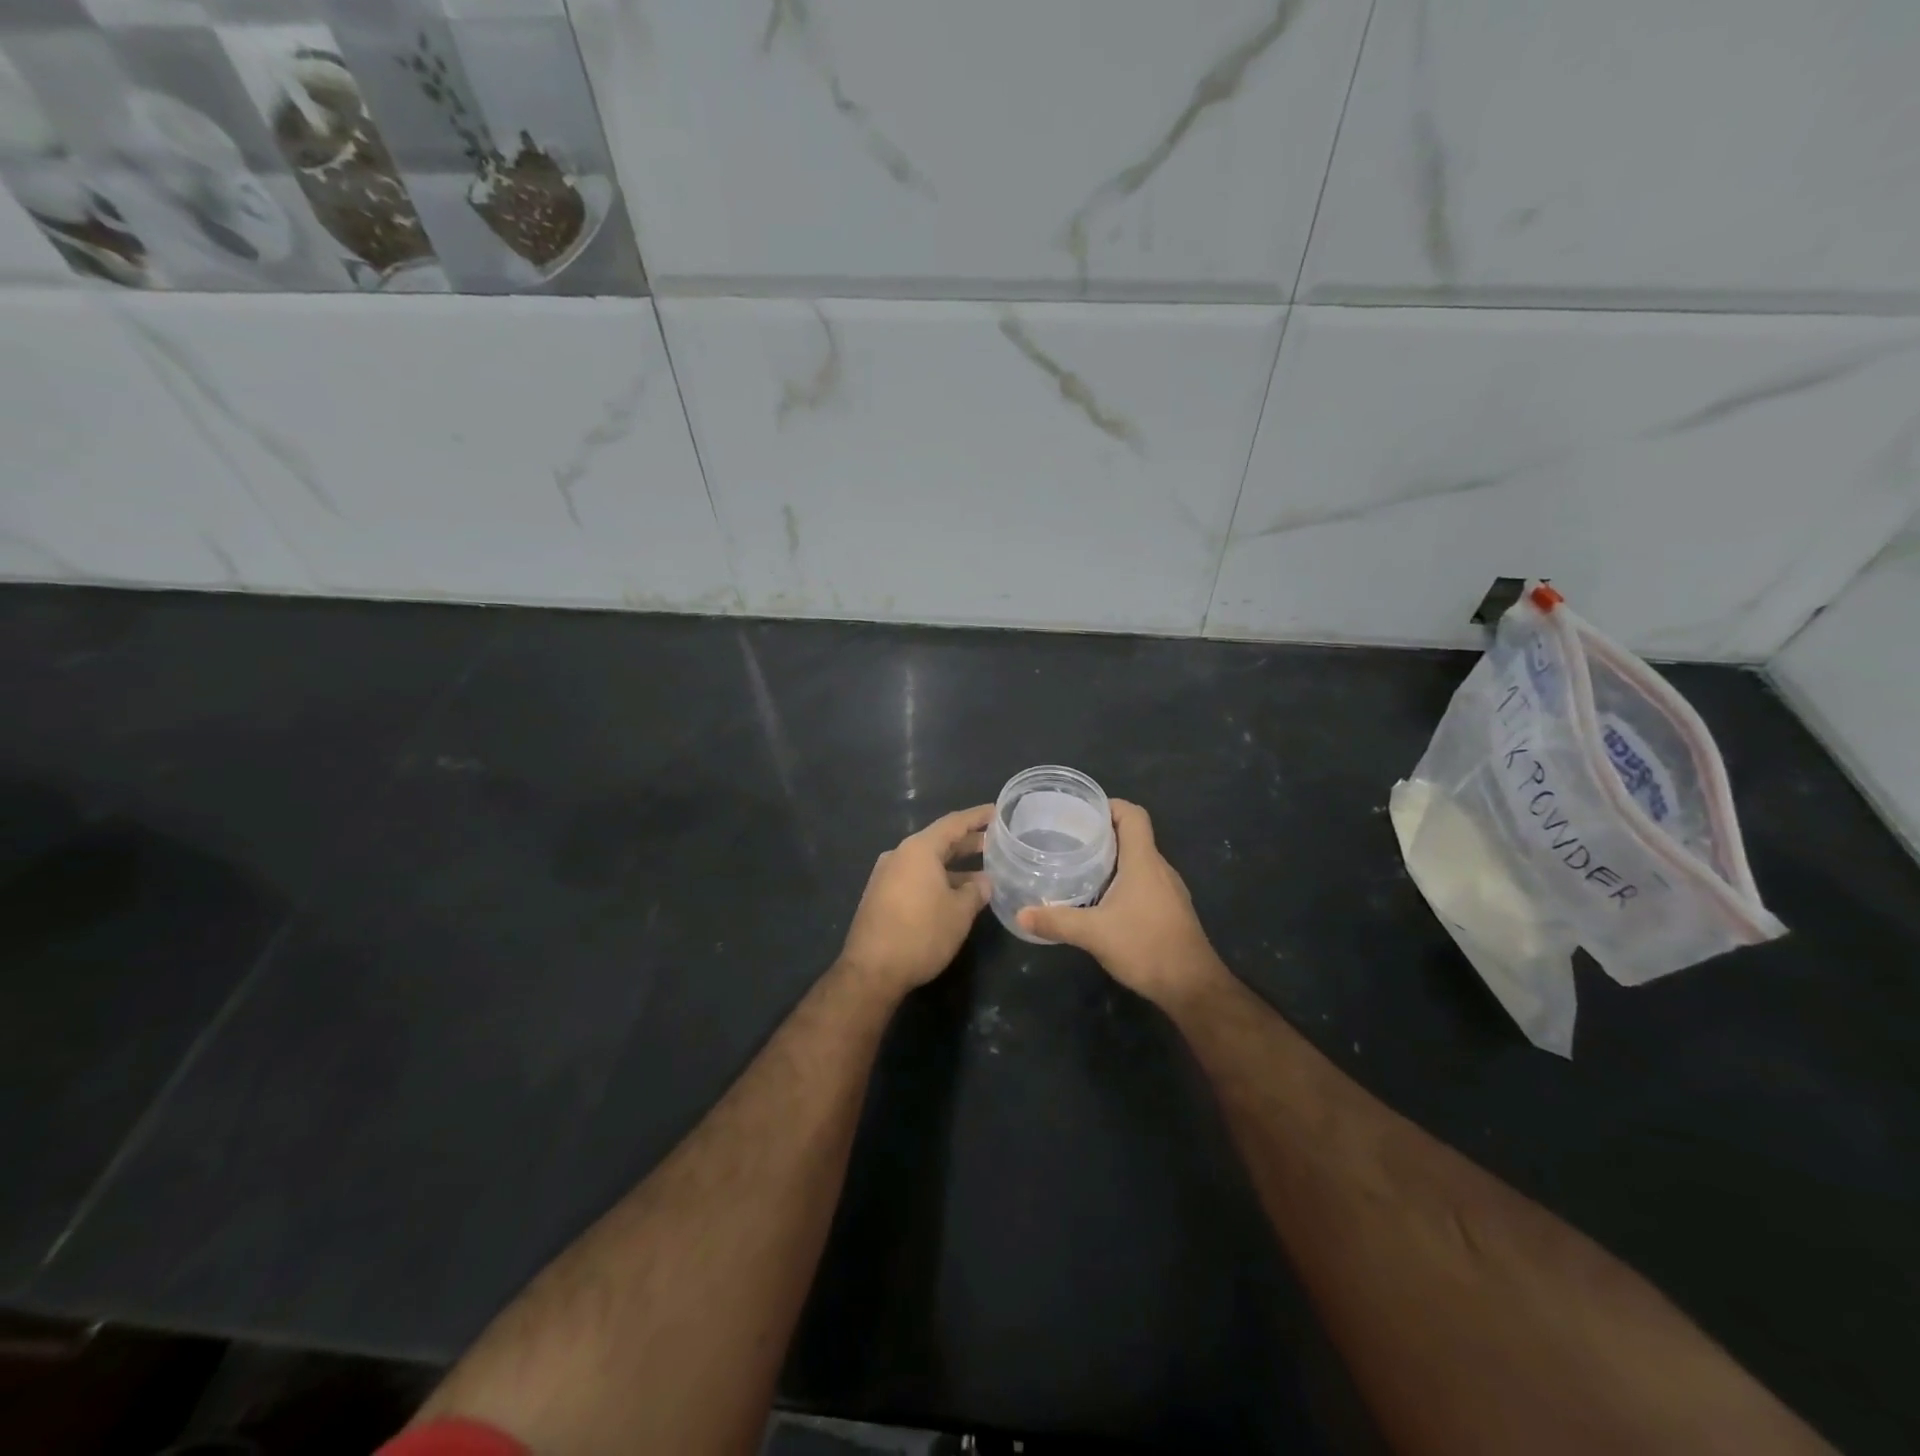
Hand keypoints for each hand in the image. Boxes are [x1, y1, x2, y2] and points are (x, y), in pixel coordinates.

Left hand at [837, 805, 993, 994]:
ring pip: (927, 862)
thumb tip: (984, 881)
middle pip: (939, 841)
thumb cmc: (921, 934)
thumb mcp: (959, 912)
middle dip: (968, 842)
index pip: (954, 823)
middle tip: (996, 843)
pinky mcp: (880, 896)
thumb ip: (975, 891)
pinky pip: (915, 877)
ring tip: (983, 873)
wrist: (871, 971)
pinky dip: (938, 879)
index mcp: (919, 849)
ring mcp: (886, 875)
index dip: (978, 817)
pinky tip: (955, 894)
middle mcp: (899, 855)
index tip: (998, 812)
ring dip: (954, 866)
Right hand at [1017, 801, 1228, 1009]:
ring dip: (1112, 858)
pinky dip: (1122, 880)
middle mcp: (1159, 868)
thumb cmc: (1146, 947)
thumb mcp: (1094, 934)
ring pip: (1138, 861)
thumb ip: (1056, 921)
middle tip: (1068, 839)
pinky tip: (1100, 899)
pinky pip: (1144, 882)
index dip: (1109, 806)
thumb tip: (1021, 914)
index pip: (1133, 815)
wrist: (1193, 987)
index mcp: (1143, 861)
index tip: (1081, 812)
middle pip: (1133, 836)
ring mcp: (1168, 890)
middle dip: (1102, 833)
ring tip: (1079, 866)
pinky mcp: (1170, 910)